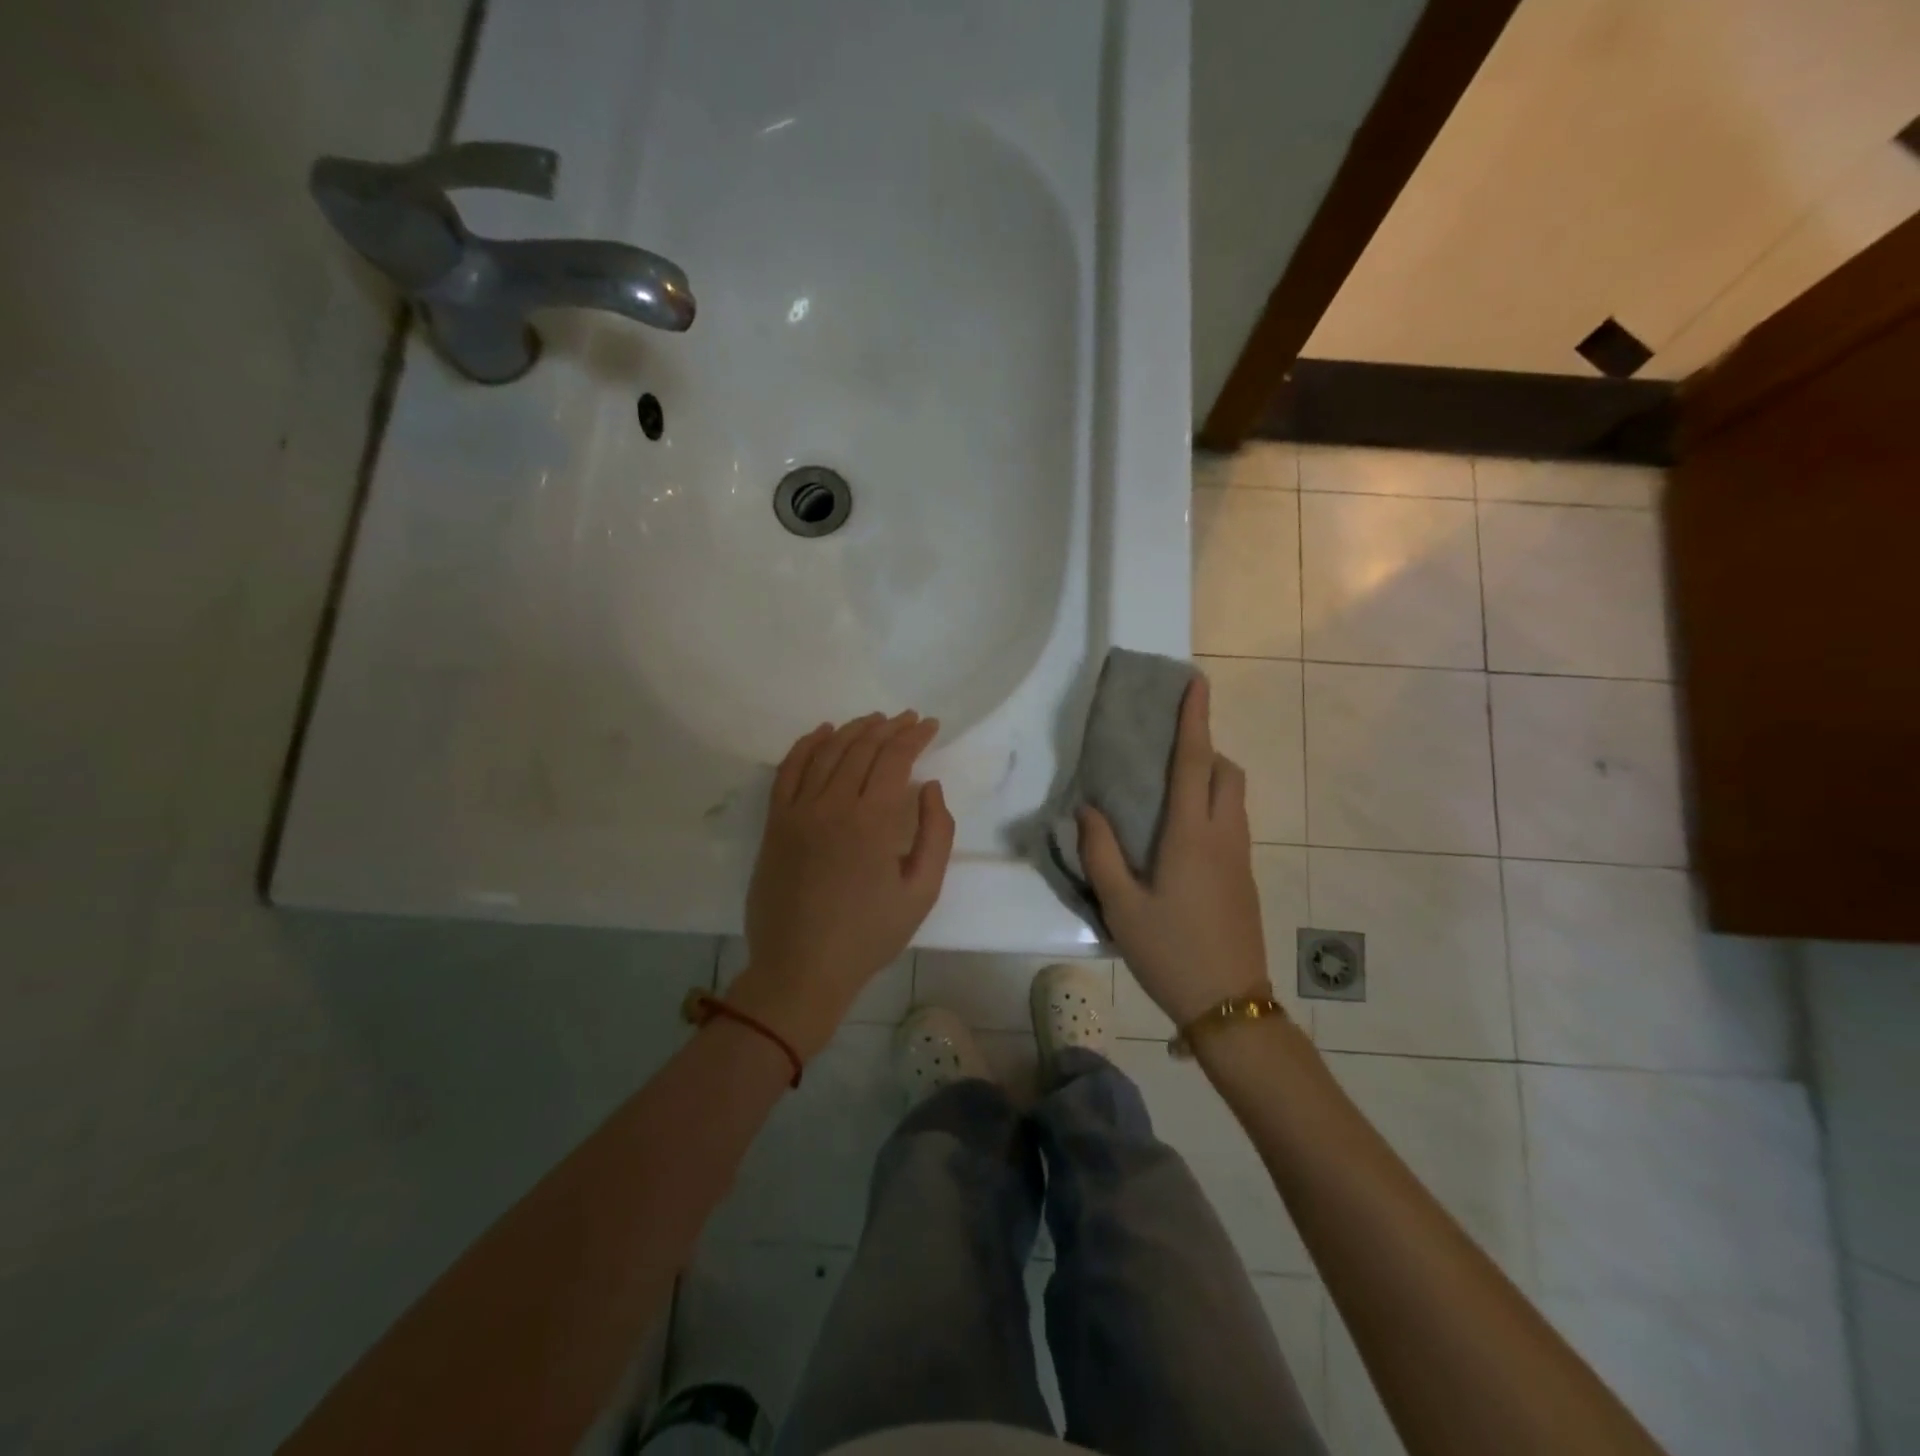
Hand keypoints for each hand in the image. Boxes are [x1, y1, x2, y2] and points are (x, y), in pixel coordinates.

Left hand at [733, 711, 955, 1059]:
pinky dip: (806, 745)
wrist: (801, 968)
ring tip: (873, 721)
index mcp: (873, 820)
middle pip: (862, 749)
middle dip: (889, 728)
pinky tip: (822, 733)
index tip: (930, 725)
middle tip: (908, 719)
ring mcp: (799, 811)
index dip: (915, 737)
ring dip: (853, 730)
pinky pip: (788, 770)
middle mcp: (834, 804)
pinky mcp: (775, 823)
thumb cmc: (869, 935)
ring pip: (827, 752)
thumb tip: (930, 787)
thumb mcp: (922, 892)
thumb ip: (936, 834)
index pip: (895, 759)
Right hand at [1078, 675, 1269, 1027]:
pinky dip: (1212, 805)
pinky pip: (1231, 821)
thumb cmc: (1170, 952)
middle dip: (1206, 746)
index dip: (1195, 719)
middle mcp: (1223, 836)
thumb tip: (1088, 809)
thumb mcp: (1121, 906)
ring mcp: (1240, 857)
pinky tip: (1180, 833)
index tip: (1196, 682)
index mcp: (1191, 836)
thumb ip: (1101, 852)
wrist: (1229, 1004)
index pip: (1194, 762)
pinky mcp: (1244, 876)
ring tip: (1169, 788)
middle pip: (1226, 772)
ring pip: (1233, 797)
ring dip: (1210, 776)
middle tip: (1169, 748)